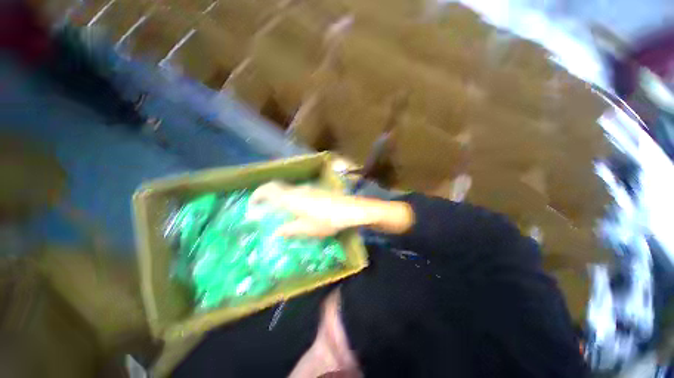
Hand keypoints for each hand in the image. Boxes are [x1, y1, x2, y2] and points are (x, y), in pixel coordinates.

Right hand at [250, 182, 412, 237]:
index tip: (252, 204)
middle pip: (278, 187)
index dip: (258, 195)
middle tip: (263, 207)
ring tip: (278, 210)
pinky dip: (291, 198)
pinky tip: (296, 208)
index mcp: (293, 198)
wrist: (352, 210)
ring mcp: (309, 189)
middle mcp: (299, 190)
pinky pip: (298, 192)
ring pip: (289, 189)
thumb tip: (277, 232)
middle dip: (267, 195)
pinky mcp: (317, 191)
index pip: (270, 190)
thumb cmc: (329, 220)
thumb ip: (291, 229)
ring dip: (280, 197)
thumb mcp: (308, 229)